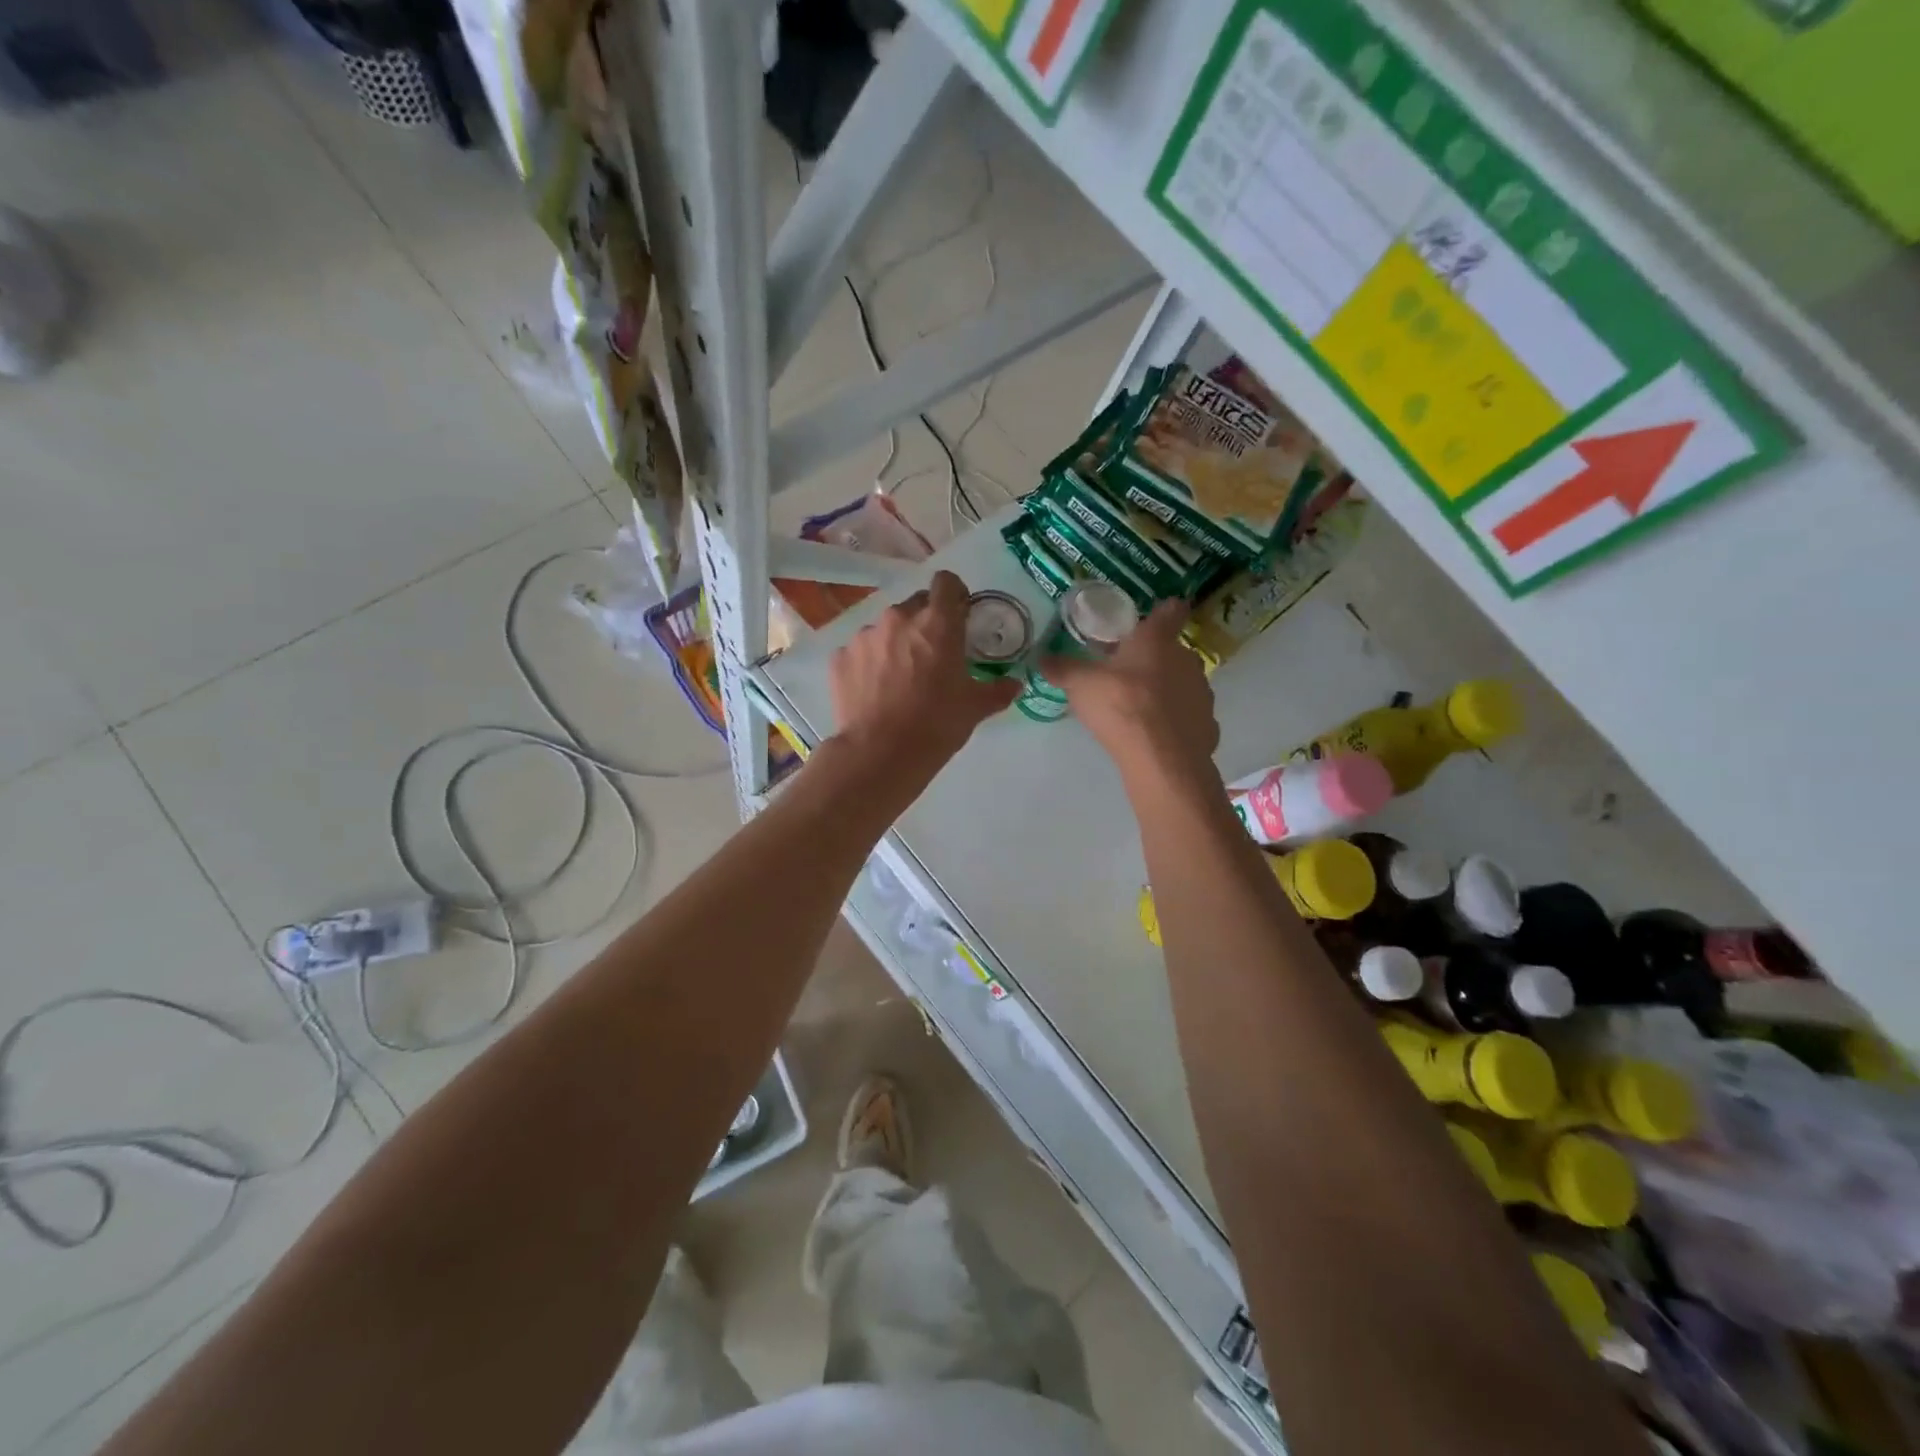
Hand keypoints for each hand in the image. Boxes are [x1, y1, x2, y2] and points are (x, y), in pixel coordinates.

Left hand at [829, 570, 1019, 786]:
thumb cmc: (936, 724)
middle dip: (925, 623)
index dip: (954, 594)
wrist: (880, 753)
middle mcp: (899, 618)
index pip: (946, 582)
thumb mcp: (974, 708)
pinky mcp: (841, 657)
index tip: (958, 614)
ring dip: (896, 644)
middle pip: (916, 605)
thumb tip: (1014, 685)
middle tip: (932, 656)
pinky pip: (861, 652)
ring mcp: (865, 636)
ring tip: (899, 679)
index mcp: (937, 623)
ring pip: (886, 629)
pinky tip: (875, 692)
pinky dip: (870, 664)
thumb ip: (997, 690)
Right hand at [1042, 599, 1220, 787]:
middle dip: (1154, 659)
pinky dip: (1175, 722)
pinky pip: (1188, 717)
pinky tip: (1156, 736)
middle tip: (1127, 674)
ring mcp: (1202, 693)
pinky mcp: (1208, 725)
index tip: (1153, 620)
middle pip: (1173, 651)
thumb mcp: (1081, 685)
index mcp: (1157, 640)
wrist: (1162, 758)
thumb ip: (1063, 669)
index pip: (1170, 611)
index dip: (1163, 612)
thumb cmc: (1121, 705)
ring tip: (1140, 710)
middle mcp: (1186, 659)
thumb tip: (1041, 659)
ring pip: (1183, 684)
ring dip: (1166, 691)